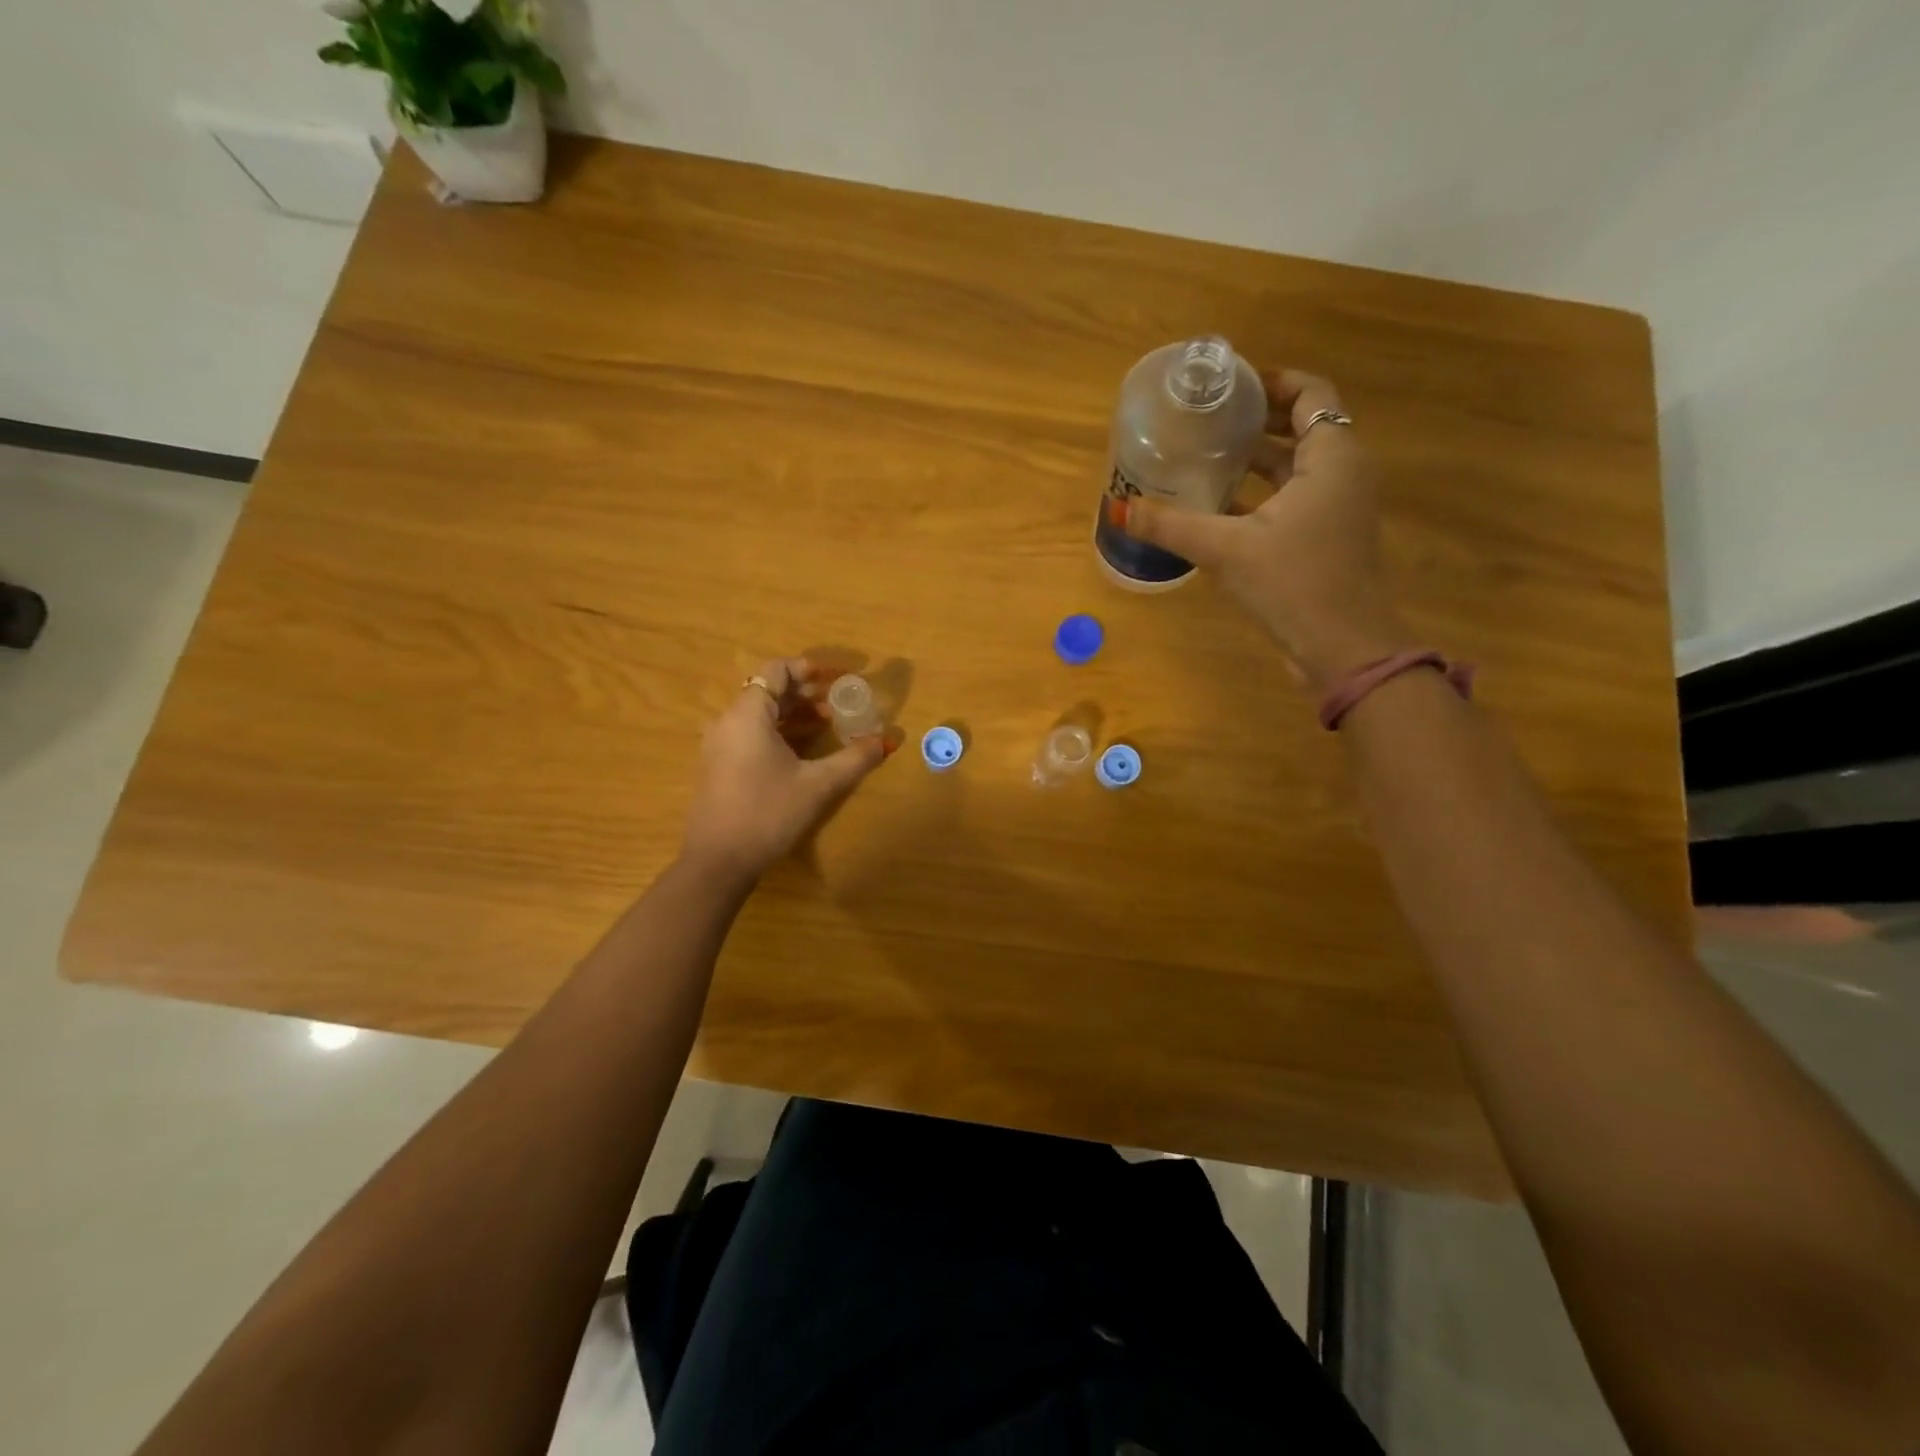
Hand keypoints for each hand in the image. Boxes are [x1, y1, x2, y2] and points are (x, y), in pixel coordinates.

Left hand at [680, 657, 890, 881]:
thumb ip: (854, 759)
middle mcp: (728, 721)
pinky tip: (801, 750)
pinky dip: (778, 730)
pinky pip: (750, 732)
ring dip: (793, 712)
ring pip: (759, 713)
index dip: (808, 669)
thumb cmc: (768, 813)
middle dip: (805, 692)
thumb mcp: (818, 785)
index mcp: (748, 714)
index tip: (837, 678)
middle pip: (768, 690)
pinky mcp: (718, 765)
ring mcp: (719, 744)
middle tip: (838, 702)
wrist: (718, 861)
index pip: (776, 670)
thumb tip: (886, 741)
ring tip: (827, 724)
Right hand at [1111, 368, 1407, 684]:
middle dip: (1257, 420)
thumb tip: (1120, 509)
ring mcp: (1339, 508)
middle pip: (1303, 426)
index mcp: (1333, 456)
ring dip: (1258, 458)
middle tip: (1208, 418)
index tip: (1229, 385)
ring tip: (1207, 456)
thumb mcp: (1226, 549)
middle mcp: (1343, 473)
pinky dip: (1262, 493)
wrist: (1343, 648)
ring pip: (1297, 466)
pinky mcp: (1327, 538)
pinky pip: (1295, 498)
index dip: (1271, 382)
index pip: (1310, 392)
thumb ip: (1171, 525)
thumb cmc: (1293, 583)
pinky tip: (1219, 506)